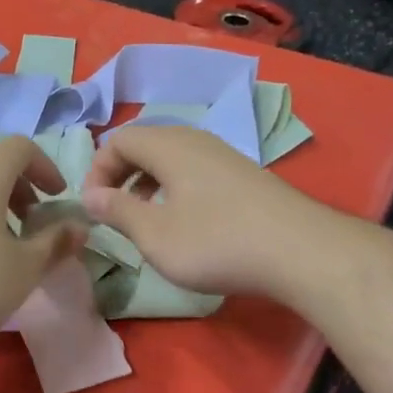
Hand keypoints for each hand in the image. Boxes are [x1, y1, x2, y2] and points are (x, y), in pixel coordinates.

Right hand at [80, 124, 316, 297]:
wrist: (302, 252)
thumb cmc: (217, 242)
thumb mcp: (155, 234)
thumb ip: (118, 211)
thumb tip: (89, 196)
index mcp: (169, 146)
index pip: (118, 140)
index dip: (97, 170)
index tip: (92, 207)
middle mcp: (196, 140)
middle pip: (145, 143)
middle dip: (120, 174)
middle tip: (112, 211)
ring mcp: (224, 156)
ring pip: (171, 158)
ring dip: (147, 183)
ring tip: (144, 218)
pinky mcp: (244, 176)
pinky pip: (195, 170)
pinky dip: (175, 189)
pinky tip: (183, 222)